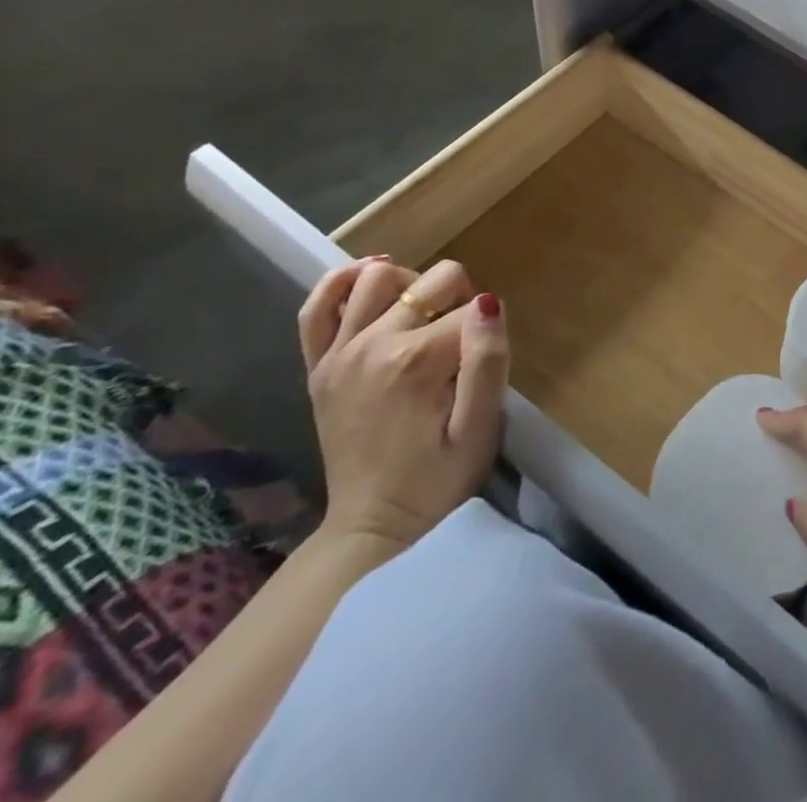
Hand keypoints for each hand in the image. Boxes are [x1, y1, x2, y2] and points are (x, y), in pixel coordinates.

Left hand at [297, 257, 509, 554]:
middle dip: (458, 300)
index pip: (472, 306)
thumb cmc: (440, 477)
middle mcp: (373, 344)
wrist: (375, 527)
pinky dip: (341, 282)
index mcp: (417, 360)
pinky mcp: (318, 366)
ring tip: (426, 313)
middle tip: (461, 346)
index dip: (487, 329)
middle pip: (433, 281)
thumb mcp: (481, 426)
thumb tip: (488, 301)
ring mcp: (338, 353)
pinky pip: (317, 306)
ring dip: (411, 285)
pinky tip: (370, 278)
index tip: (481, 366)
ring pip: (377, 278)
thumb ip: (489, 360)